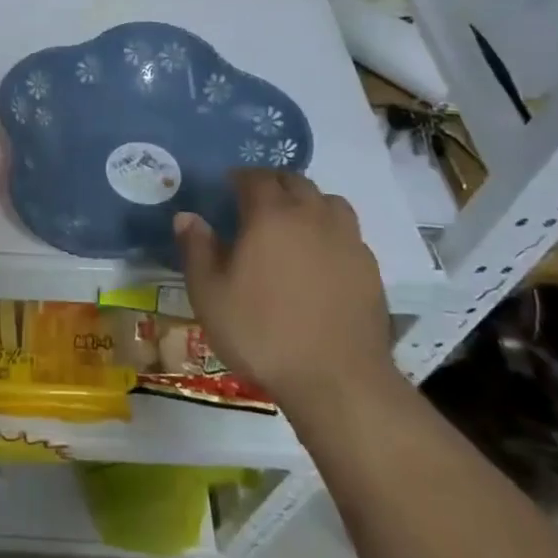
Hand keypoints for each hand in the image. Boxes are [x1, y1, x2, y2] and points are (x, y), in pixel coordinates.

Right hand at [176, 170, 398, 431]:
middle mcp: (312, 216)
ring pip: (329, 201)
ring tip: (292, 224)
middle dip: (273, 184)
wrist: (337, 380)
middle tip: (255, 202)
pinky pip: (348, 233)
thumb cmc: (262, 333)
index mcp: (271, 215)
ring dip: (308, 202)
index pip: (255, 177)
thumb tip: (187, 216)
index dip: (239, 177)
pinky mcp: (370, 268)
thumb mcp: (209, 294)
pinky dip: (330, 232)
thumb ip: (196, 249)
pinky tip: (320, 259)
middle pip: (295, 181)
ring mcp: (347, 240)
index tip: (227, 188)